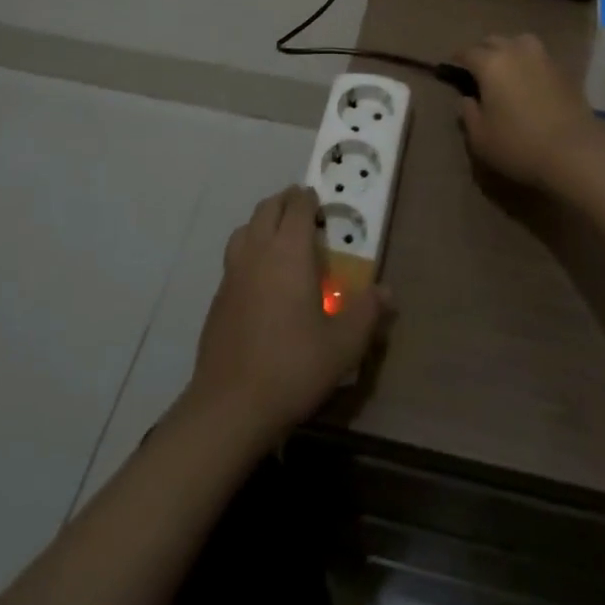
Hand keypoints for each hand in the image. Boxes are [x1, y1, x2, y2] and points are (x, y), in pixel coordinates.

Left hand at [185, 186, 387, 445]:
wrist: (230, 406)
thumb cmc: (292, 367)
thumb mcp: (343, 345)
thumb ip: (366, 313)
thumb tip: (387, 292)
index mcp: (289, 251)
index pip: (297, 206)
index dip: (309, 198)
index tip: (320, 201)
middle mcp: (258, 252)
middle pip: (268, 208)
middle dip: (286, 202)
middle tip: (304, 212)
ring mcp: (233, 273)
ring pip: (246, 229)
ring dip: (263, 222)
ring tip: (280, 238)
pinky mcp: (218, 297)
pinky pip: (234, 257)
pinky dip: (249, 250)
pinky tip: (260, 278)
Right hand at [457, 33, 604, 189]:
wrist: (575, 152)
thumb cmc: (519, 145)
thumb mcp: (481, 138)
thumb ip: (468, 114)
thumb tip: (467, 99)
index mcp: (491, 63)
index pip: (468, 52)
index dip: (457, 58)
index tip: (451, 65)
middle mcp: (516, 51)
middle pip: (494, 41)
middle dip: (482, 51)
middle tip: (477, 68)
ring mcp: (543, 58)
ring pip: (520, 43)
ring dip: (509, 50)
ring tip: (506, 68)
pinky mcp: (564, 70)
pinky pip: (539, 58)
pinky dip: (529, 63)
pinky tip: (529, 80)